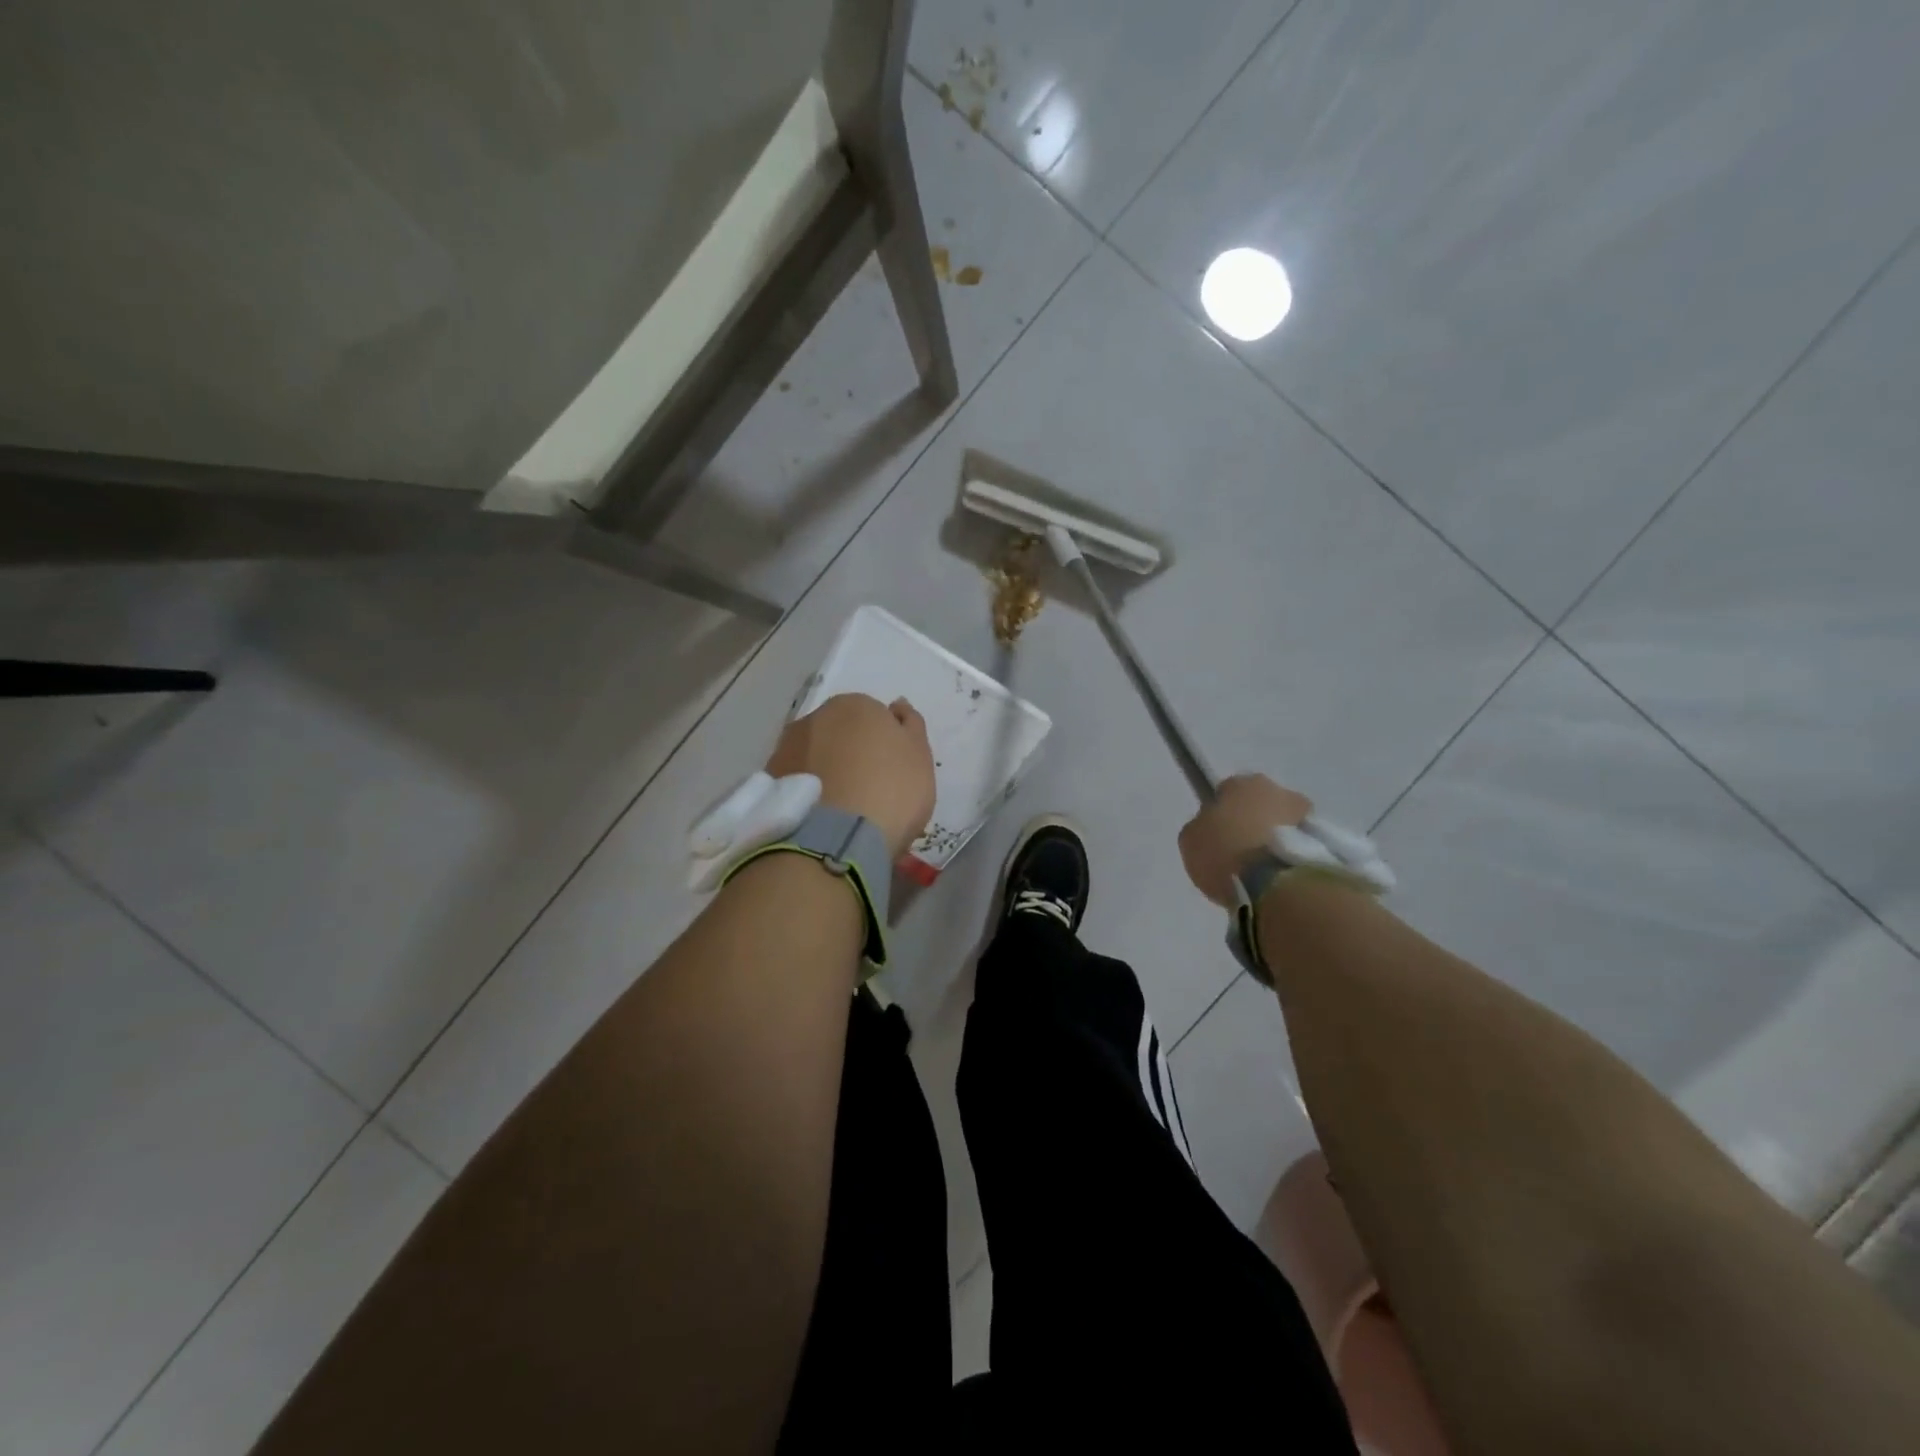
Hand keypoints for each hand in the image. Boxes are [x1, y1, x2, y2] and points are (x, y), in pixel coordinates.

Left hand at [768, 694, 935, 857]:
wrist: (835, 838)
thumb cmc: (890, 791)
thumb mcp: (920, 758)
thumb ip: (911, 726)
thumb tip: (897, 706)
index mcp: (856, 705)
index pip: (874, 718)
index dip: (885, 746)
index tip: (891, 773)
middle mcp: (816, 717)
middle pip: (840, 733)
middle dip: (851, 754)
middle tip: (868, 791)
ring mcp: (787, 747)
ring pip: (815, 756)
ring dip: (827, 773)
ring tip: (842, 810)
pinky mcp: (769, 780)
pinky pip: (797, 782)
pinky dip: (808, 793)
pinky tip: (820, 818)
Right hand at [1178, 773, 1313, 906]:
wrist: (1278, 883)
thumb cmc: (1226, 853)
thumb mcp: (1192, 841)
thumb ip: (1202, 828)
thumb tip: (1214, 828)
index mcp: (1240, 783)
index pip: (1227, 792)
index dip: (1221, 813)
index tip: (1218, 835)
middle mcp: (1277, 789)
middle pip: (1261, 804)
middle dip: (1254, 822)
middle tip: (1243, 852)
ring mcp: (1307, 813)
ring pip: (1286, 823)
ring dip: (1278, 838)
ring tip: (1266, 870)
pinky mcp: (1329, 841)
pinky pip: (1303, 844)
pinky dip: (1295, 855)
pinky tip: (1283, 876)